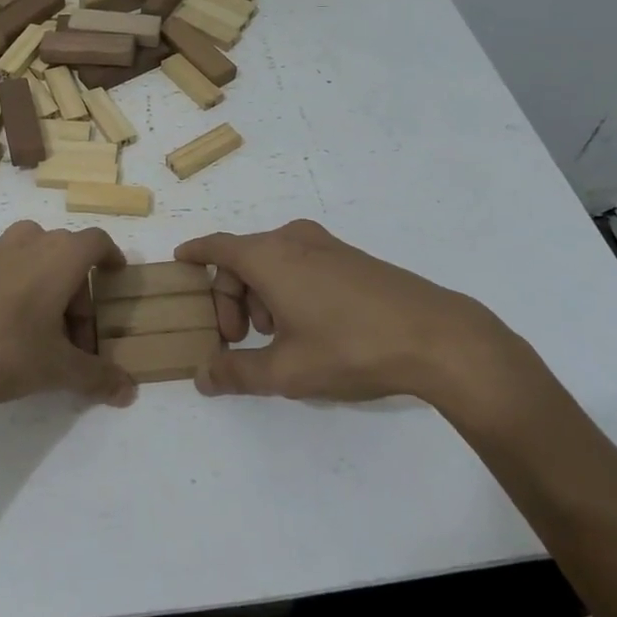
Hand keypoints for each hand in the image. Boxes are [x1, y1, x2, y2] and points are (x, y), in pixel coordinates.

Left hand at [0, 221, 137, 433]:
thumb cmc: (4, 348)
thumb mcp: (56, 369)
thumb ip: (96, 377)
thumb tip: (129, 391)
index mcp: (61, 255)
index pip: (97, 242)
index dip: (111, 257)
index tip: (116, 277)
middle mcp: (30, 242)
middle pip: (67, 257)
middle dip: (79, 296)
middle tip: (75, 340)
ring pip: (34, 262)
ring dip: (47, 291)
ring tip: (41, 336)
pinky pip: (5, 272)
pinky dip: (17, 293)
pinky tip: (4, 334)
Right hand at [176, 220, 546, 420]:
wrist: (438, 337)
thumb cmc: (351, 347)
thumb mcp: (287, 371)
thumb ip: (237, 373)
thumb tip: (203, 377)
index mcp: (269, 256)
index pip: (216, 246)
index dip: (194, 254)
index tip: (179, 264)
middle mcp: (292, 240)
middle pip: (242, 259)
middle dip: (230, 298)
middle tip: (238, 340)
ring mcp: (325, 246)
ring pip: (272, 263)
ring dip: (260, 297)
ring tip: (276, 340)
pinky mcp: (350, 258)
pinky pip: (299, 265)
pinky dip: (286, 289)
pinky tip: (307, 328)